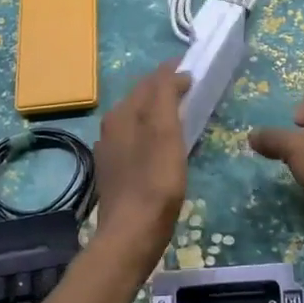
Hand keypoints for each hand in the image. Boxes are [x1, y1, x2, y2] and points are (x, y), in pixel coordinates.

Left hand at [92, 61, 191, 272]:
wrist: (131, 234)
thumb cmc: (155, 180)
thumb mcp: (165, 131)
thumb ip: (166, 95)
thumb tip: (175, 74)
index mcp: (122, 113)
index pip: (150, 80)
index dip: (171, 71)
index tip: (193, 68)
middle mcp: (111, 127)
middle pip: (140, 98)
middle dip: (163, 88)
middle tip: (189, 87)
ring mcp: (110, 151)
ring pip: (136, 119)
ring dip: (157, 110)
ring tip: (180, 112)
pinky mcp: (115, 173)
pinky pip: (135, 140)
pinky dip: (151, 132)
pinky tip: (162, 144)